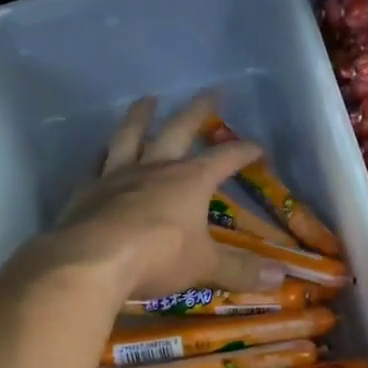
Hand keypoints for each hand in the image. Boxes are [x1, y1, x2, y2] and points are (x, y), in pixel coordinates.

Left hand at [51, 94, 284, 297]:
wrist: (91, 261)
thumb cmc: (158, 257)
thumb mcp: (205, 266)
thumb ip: (240, 269)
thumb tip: (280, 276)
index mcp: (190, 180)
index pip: (225, 158)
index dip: (244, 152)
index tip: (258, 148)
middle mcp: (155, 168)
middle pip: (179, 129)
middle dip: (199, 111)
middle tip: (211, 92)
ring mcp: (117, 175)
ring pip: (131, 135)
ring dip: (141, 115)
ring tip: (147, 99)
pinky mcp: (87, 190)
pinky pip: (95, 164)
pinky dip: (101, 156)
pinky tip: (101, 152)